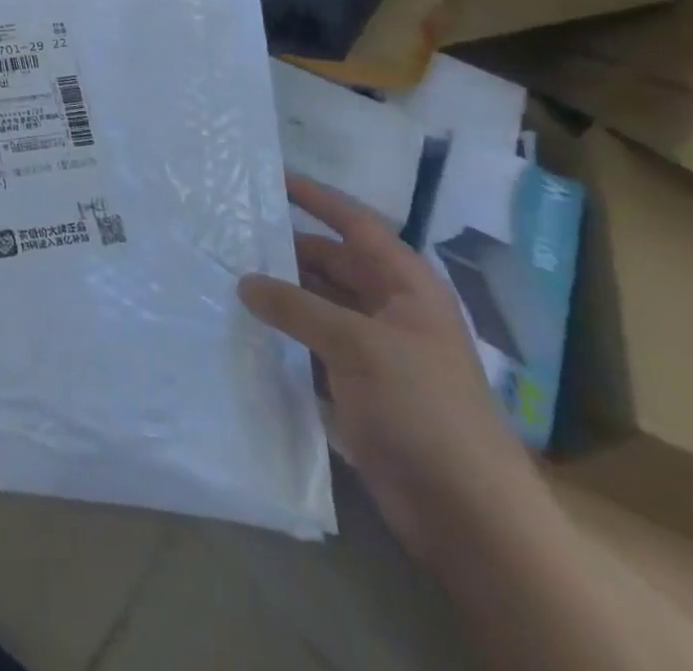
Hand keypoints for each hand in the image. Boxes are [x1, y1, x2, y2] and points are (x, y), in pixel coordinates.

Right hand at [238, 175, 541, 566]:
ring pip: (317, 304)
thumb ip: (296, 306)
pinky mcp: (357, 386)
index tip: (272, 178)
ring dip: (280, 293)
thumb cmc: (423, 409)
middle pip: (331, 263)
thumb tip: (244, 281)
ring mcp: (374, 349)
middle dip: (286, 249)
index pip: (356, 225)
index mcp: (407, 286)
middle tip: (231, 233)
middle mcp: (390, 309)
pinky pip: (311, 344)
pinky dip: (283, 333)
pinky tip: (245, 326)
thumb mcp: (358, 345)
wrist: (466, 514)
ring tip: (226, 275)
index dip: (316, 199)